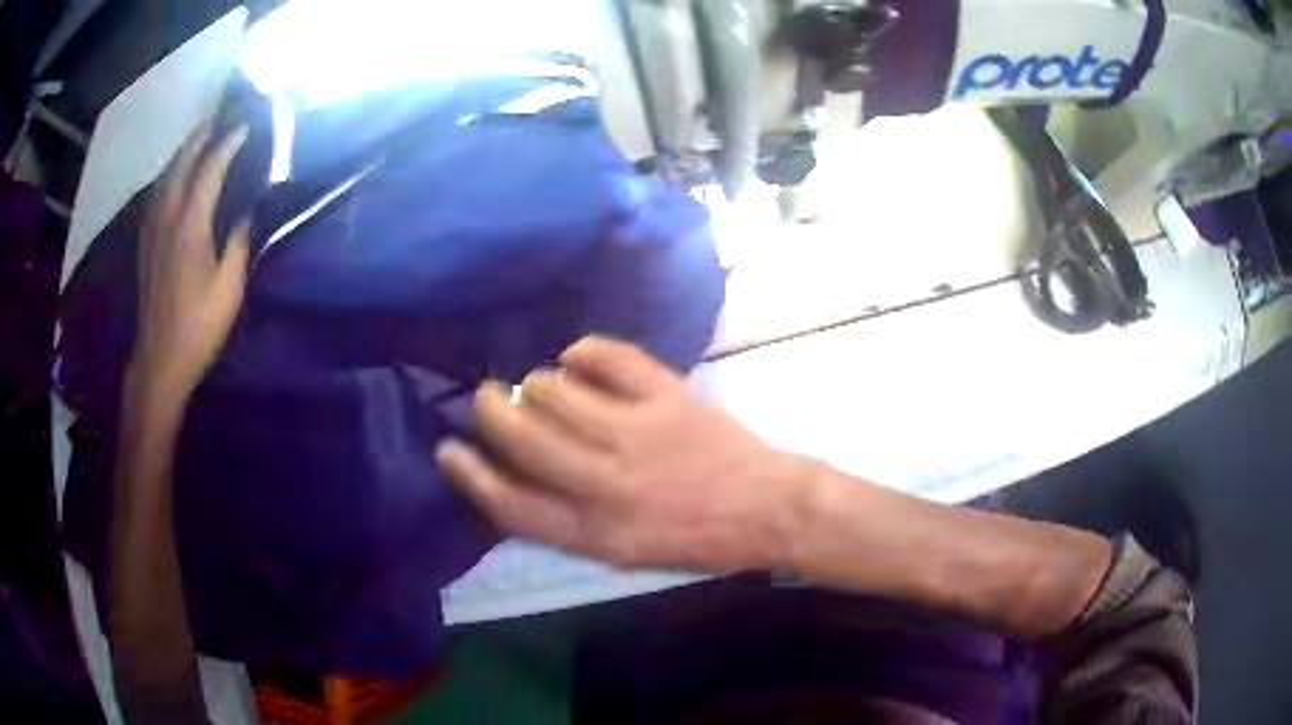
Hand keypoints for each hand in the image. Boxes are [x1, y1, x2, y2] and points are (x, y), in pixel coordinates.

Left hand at [131, 120, 250, 399]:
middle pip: (182, 162)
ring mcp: (153, 229)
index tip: (247, 123)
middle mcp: (167, 217)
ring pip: (166, 176)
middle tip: (220, 115)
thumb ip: (240, 242)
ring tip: (200, 137)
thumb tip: (249, 210)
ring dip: (184, 151)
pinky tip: (175, 176)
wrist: (159, 360)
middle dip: (201, 135)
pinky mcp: (146, 243)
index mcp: (190, 225)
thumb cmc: (198, 327)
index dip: (229, 142)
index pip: (210, 168)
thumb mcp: (229, 289)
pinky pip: (157, 194)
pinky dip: (170, 175)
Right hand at [436, 337, 811, 571]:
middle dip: (490, 410)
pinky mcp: (667, 397)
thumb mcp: (621, 553)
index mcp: (594, 533)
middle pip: (520, 436)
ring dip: (538, 382)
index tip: (449, 448)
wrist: (766, 509)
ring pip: (555, 389)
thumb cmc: (692, 539)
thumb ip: (565, 520)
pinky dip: (583, 351)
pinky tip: (578, 359)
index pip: (507, 503)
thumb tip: (513, 473)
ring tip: (544, 385)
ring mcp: (637, 434)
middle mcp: (606, 484)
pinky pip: (607, 356)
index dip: (469, 474)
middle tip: (488, 397)